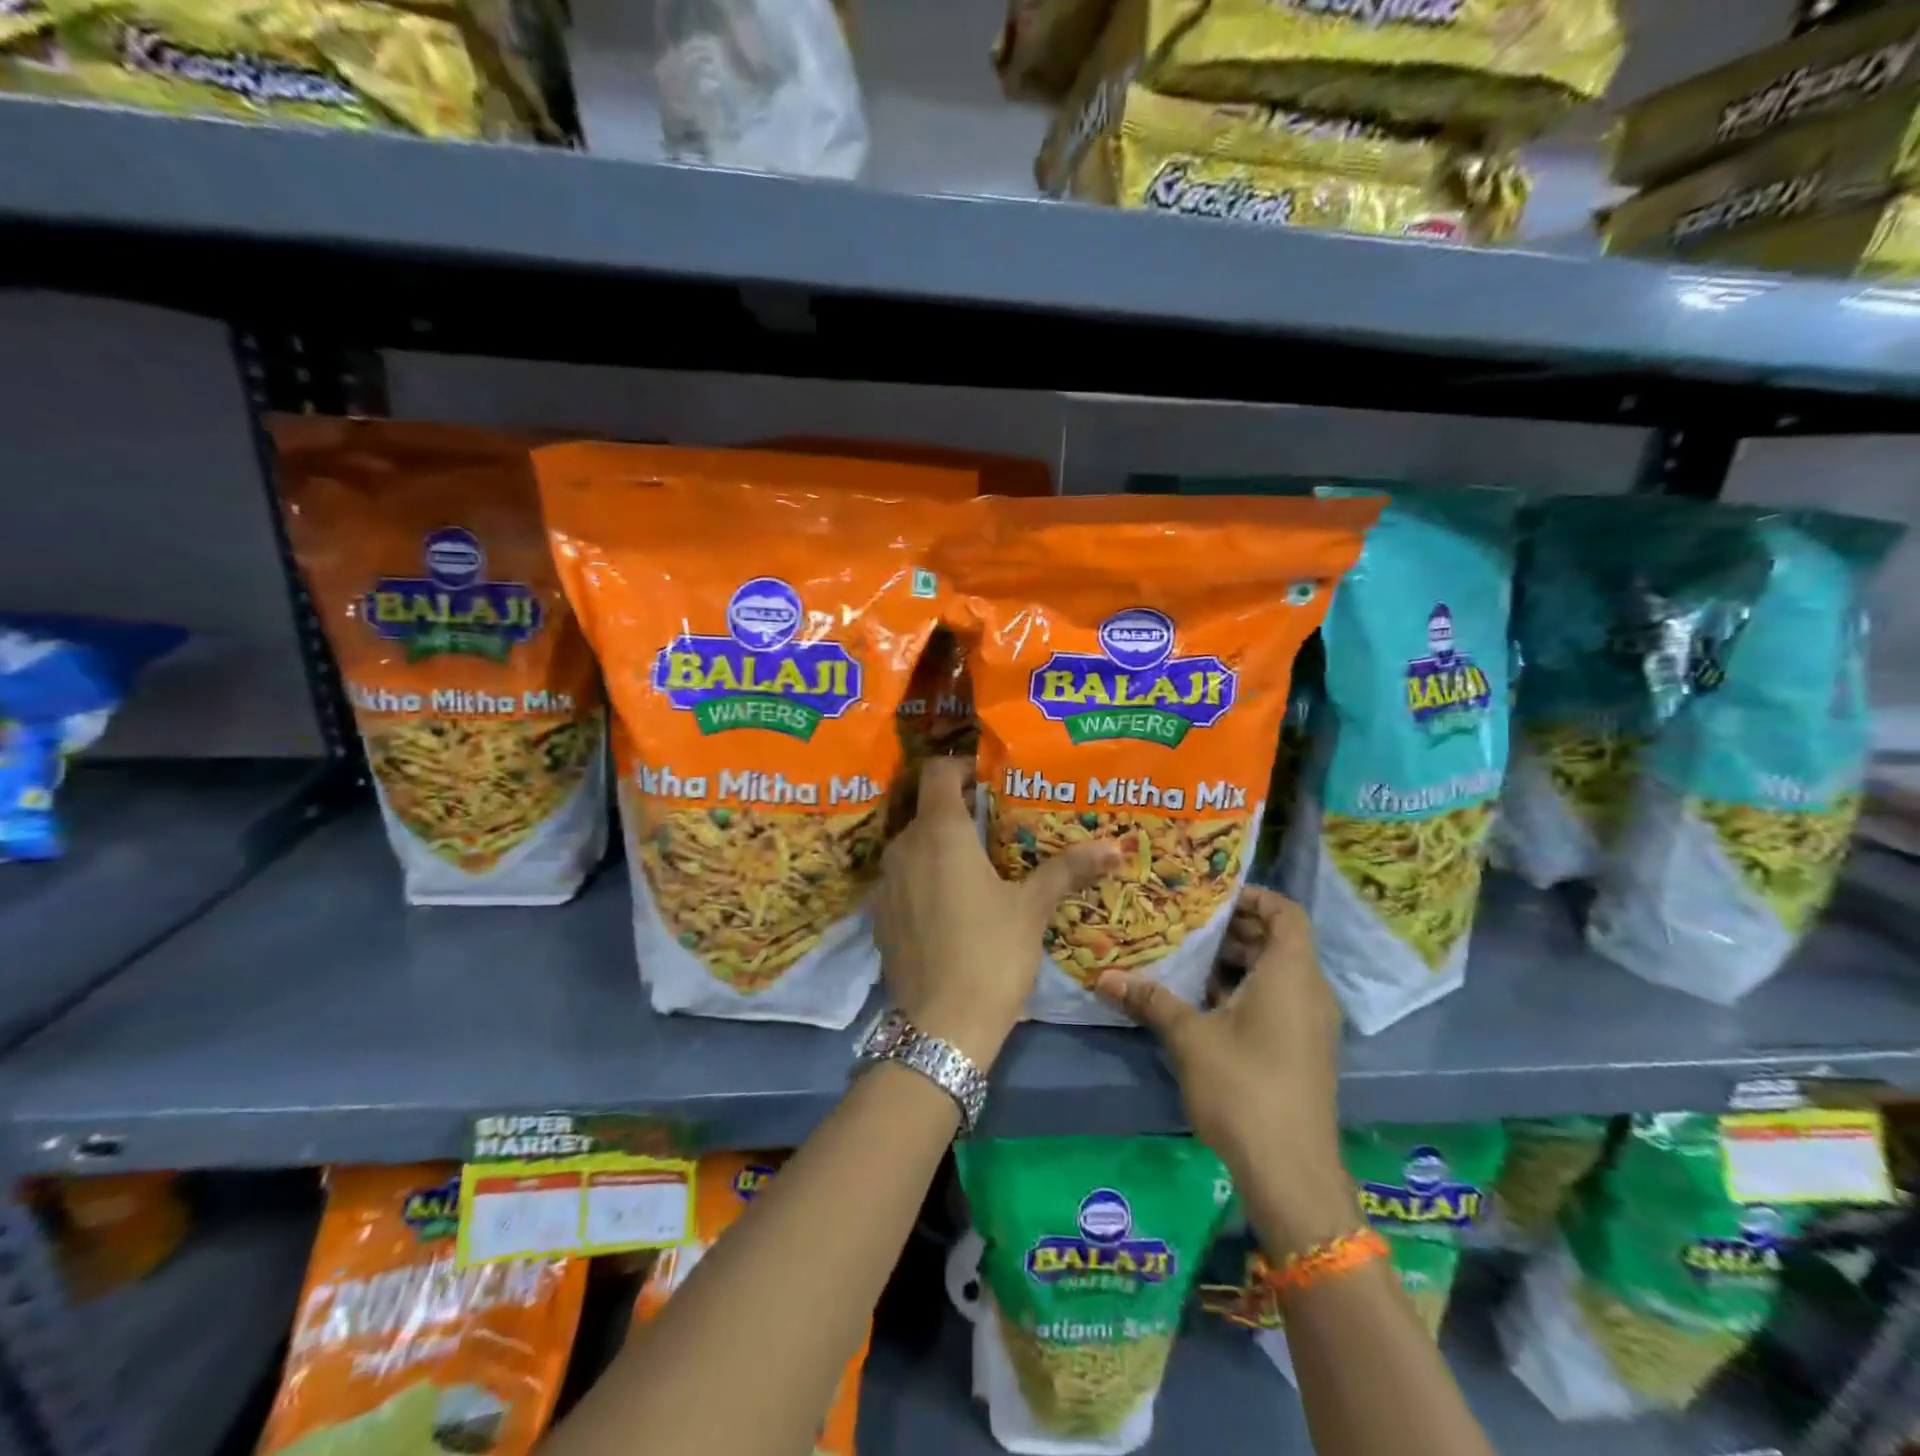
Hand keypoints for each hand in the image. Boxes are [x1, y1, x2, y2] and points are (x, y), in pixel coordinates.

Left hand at [872, 757, 1118, 1067]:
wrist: (942, 1026)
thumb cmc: (991, 953)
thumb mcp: (1032, 908)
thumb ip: (1068, 869)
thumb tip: (1113, 847)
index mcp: (940, 833)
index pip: (937, 772)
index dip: (961, 767)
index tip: (989, 778)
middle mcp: (904, 848)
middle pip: (927, 810)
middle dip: (959, 810)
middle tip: (996, 824)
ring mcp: (886, 883)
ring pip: (913, 846)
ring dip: (940, 846)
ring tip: (978, 865)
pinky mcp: (879, 916)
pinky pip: (902, 880)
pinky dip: (924, 878)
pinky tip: (950, 905)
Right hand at [1095, 887, 1354, 1249]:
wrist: (1290, 1172)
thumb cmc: (1243, 1087)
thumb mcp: (1190, 1037)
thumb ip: (1150, 1000)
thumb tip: (1104, 977)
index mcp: (1291, 974)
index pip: (1286, 912)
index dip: (1253, 897)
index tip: (1210, 897)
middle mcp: (1309, 991)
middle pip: (1279, 941)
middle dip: (1234, 929)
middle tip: (1186, 924)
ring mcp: (1310, 1024)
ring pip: (1276, 973)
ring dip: (1236, 962)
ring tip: (1187, 958)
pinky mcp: (1303, 1050)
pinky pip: (1277, 1000)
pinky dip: (1245, 990)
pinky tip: (1202, 1001)